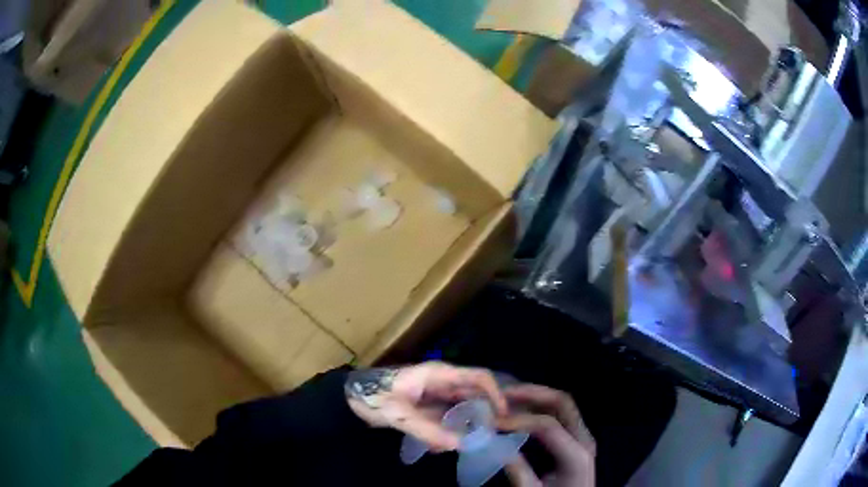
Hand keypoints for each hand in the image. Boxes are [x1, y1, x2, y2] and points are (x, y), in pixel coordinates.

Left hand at [344, 362, 507, 450]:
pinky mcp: (428, 404)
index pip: (479, 377)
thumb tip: (461, 445)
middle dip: (485, 414)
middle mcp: (443, 381)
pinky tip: (443, 445)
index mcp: (439, 375)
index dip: (496, 394)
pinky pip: (448, 416)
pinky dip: (450, 430)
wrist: (350, 396)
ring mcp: (436, 393)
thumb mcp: (400, 415)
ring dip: (467, 425)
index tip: (504, 416)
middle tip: (492, 436)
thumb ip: (429, 430)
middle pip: (475, 393)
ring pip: (463, 407)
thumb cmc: (374, 397)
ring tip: (469, 444)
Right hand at [498, 385, 595, 486]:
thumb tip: (494, 446)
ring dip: (535, 397)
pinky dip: (539, 407)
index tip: (492, 422)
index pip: (548, 425)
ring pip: (562, 404)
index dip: (518, 420)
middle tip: (502, 394)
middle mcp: (585, 438)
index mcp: (577, 454)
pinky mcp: (577, 438)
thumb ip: (518, 471)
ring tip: (507, 398)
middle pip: (562, 403)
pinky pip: (560, 414)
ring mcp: (583, 436)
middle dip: (531, 394)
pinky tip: (520, 411)